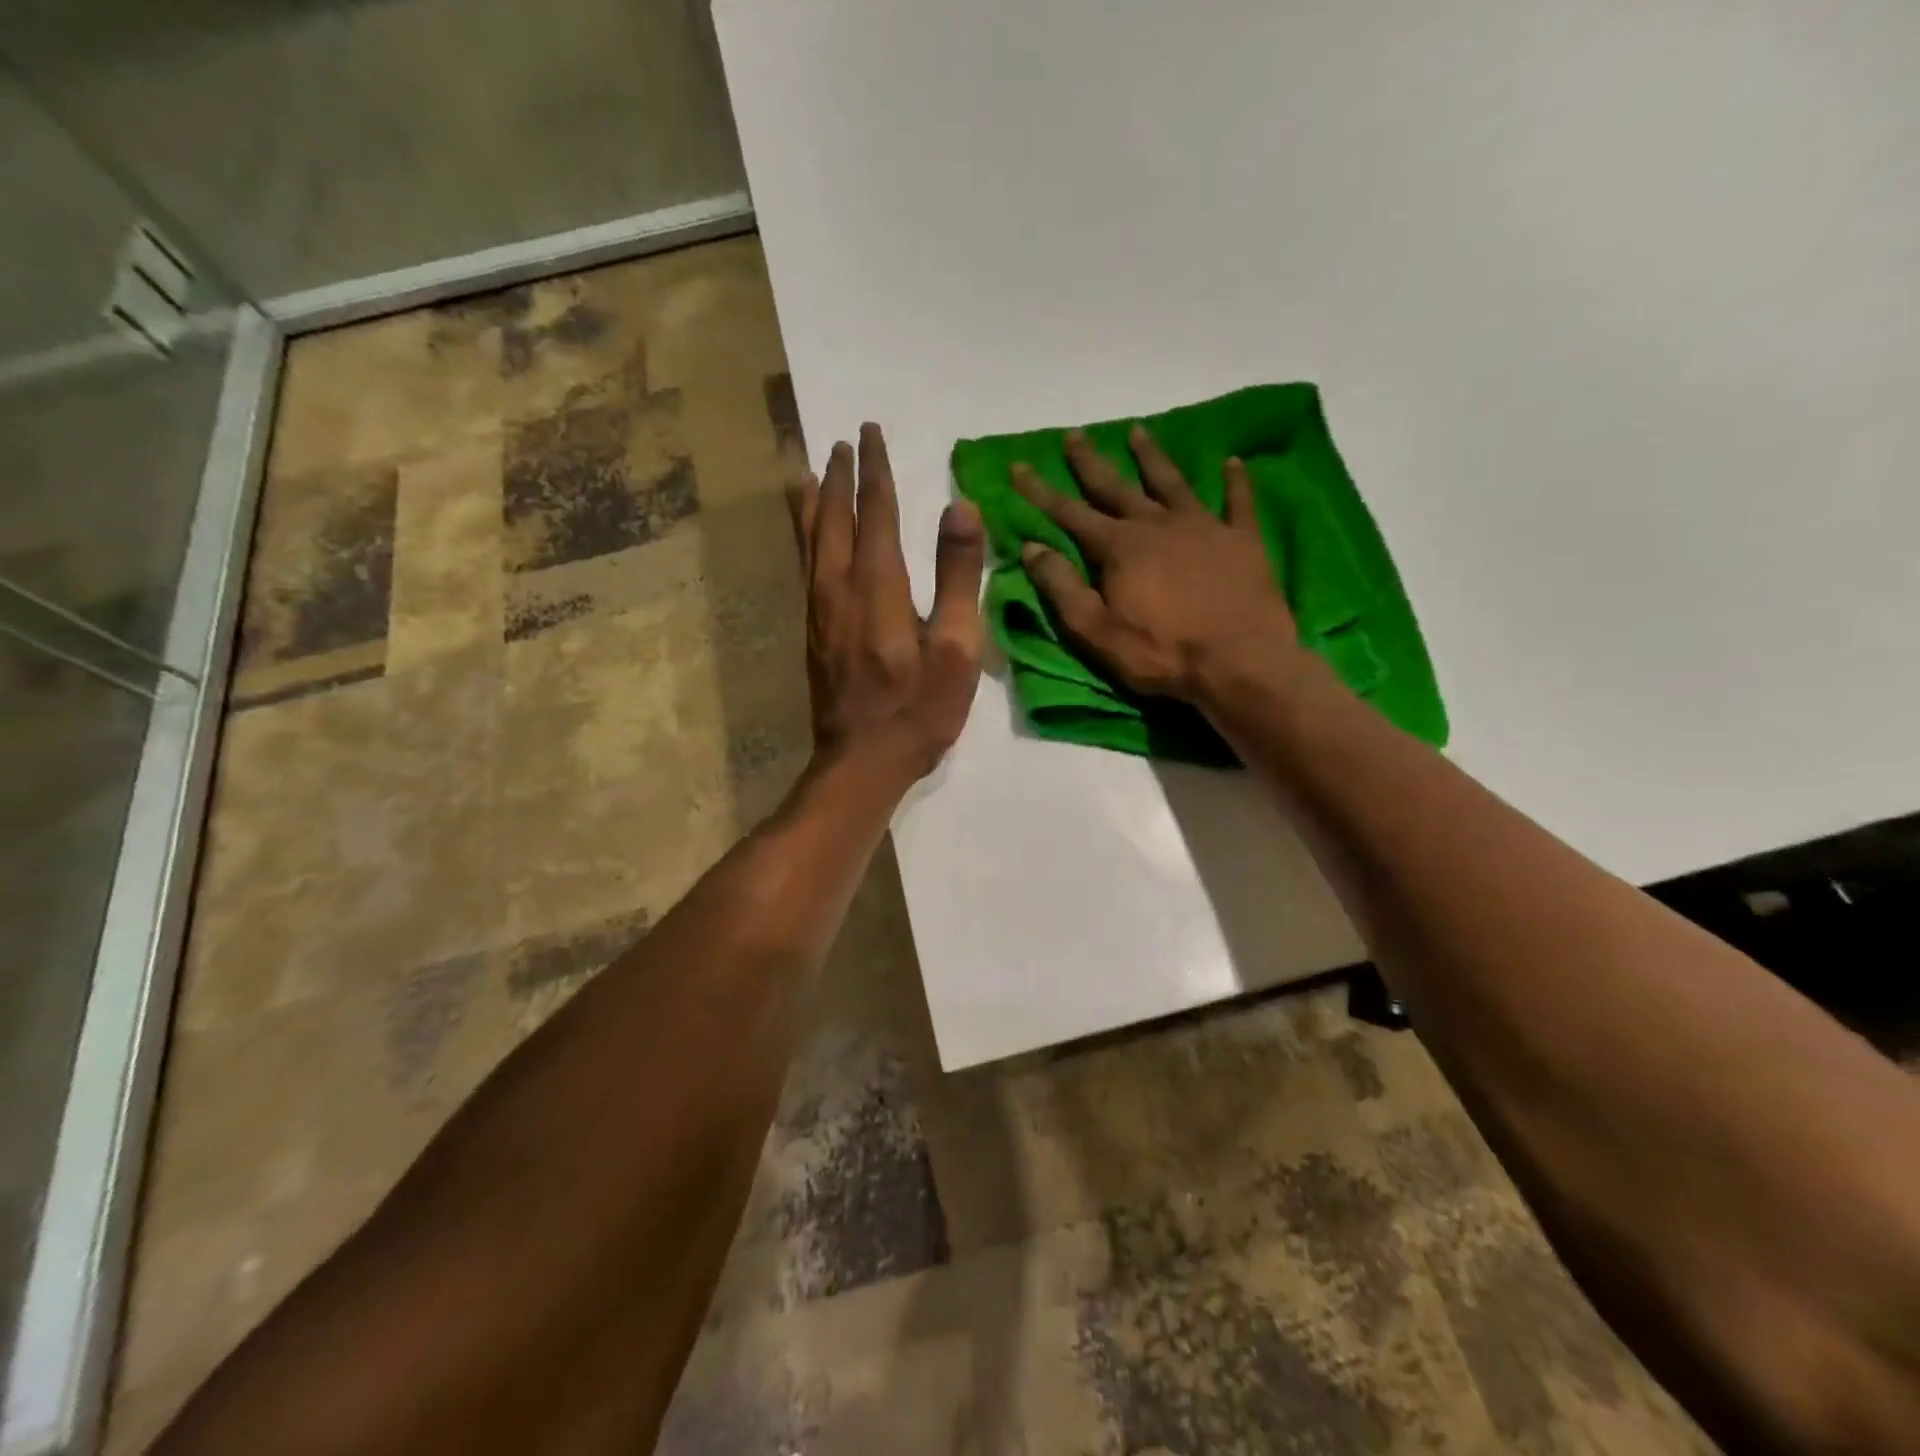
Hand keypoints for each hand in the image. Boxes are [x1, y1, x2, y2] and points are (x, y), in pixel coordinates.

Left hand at [792, 423, 985, 781]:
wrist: (861, 762)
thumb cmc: (919, 709)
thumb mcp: (956, 648)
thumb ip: (959, 576)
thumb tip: (960, 507)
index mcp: (879, 586)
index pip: (877, 512)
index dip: (876, 471)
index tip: (873, 433)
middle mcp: (840, 587)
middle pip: (836, 518)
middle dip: (841, 476)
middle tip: (845, 442)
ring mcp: (819, 610)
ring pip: (811, 539)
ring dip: (815, 501)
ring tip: (812, 471)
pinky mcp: (812, 632)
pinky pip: (805, 567)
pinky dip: (804, 536)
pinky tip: (806, 533)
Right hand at [1013, 425, 1310, 705]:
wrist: (1239, 662)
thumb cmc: (1160, 653)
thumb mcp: (1095, 630)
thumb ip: (1062, 587)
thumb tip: (1032, 548)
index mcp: (1119, 547)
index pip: (1069, 512)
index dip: (1040, 490)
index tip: (1019, 465)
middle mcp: (1157, 524)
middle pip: (1116, 486)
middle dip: (1090, 462)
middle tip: (1075, 434)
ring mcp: (1203, 527)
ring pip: (1172, 482)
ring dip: (1152, 457)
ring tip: (1138, 431)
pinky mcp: (1242, 540)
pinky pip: (1238, 502)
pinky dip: (1235, 481)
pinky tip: (1232, 462)